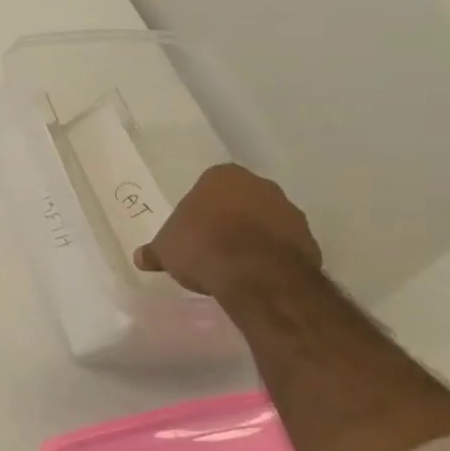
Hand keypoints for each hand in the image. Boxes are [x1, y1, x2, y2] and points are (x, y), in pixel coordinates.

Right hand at [133, 163, 321, 299]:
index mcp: (222, 176)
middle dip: (228, 219)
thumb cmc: (202, 246)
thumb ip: (155, 251)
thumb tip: (141, 257)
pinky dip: (270, 255)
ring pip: (264, 221)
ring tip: (233, 264)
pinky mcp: (309, 239)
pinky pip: (283, 244)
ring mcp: (289, 211)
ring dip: (252, 236)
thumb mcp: (165, 250)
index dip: (199, 209)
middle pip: (239, 200)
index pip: (207, 187)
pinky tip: (255, 274)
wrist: (255, 274)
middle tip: (211, 245)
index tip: (192, 230)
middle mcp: (260, 185)